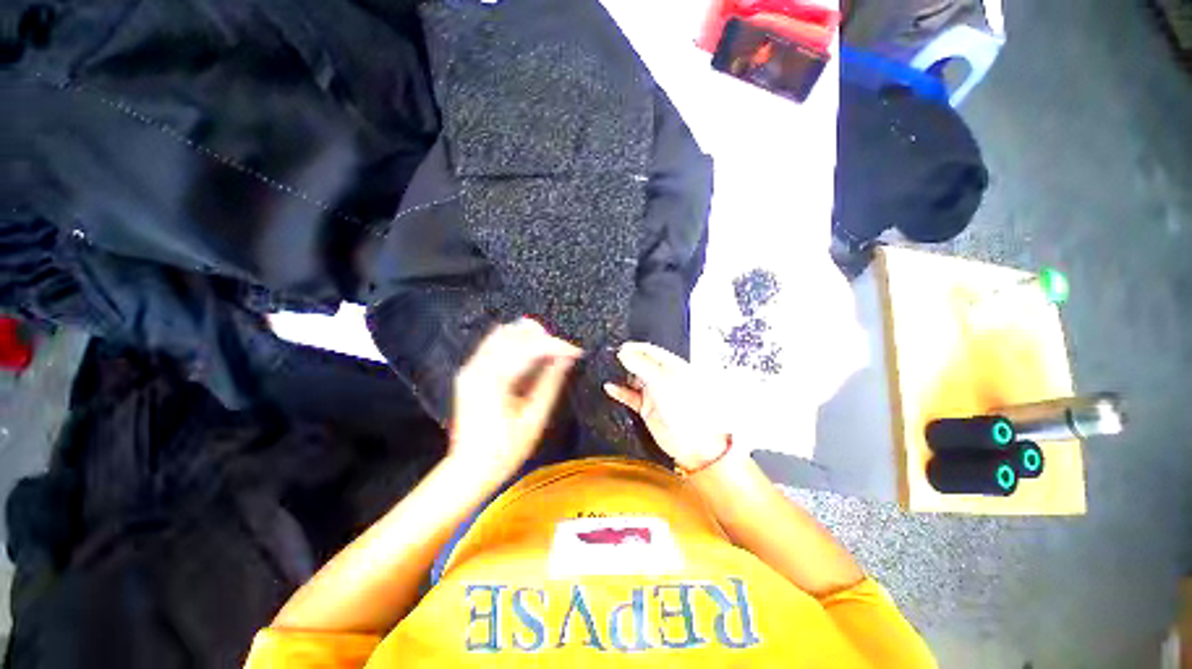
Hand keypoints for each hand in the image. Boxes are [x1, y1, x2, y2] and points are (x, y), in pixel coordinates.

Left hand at [448, 318, 581, 484]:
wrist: (468, 469)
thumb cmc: (505, 450)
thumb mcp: (534, 418)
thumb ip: (550, 383)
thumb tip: (566, 359)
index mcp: (494, 380)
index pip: (529, 349)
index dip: (556, 346)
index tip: (576, 352)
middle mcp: (478, 367)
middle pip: (513, 334)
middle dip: (542, 337)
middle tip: (563, 352)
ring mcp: (470, 368)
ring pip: (501, 335)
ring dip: (528, 338)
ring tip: (549, 351)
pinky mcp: (468, 372)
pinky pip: (493, 345)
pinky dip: (514, 344)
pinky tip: (529, 355)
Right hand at [604, 342, 731, 470]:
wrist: (694, 440)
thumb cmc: (688, 408)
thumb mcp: (661, 379)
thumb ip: (641, 365)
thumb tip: (624, 353)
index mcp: (672, 366)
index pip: (650, 350)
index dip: (634, 348)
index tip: (619, 348)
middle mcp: (663, 378)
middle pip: (641, 364)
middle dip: (627, 361)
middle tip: (611, 359)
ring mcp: (655, 393)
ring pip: (634, 380)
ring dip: (622, 376)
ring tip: (609, 372)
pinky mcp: (647, 408)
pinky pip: (630, 397)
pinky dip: (620, 392)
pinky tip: (610, 388)